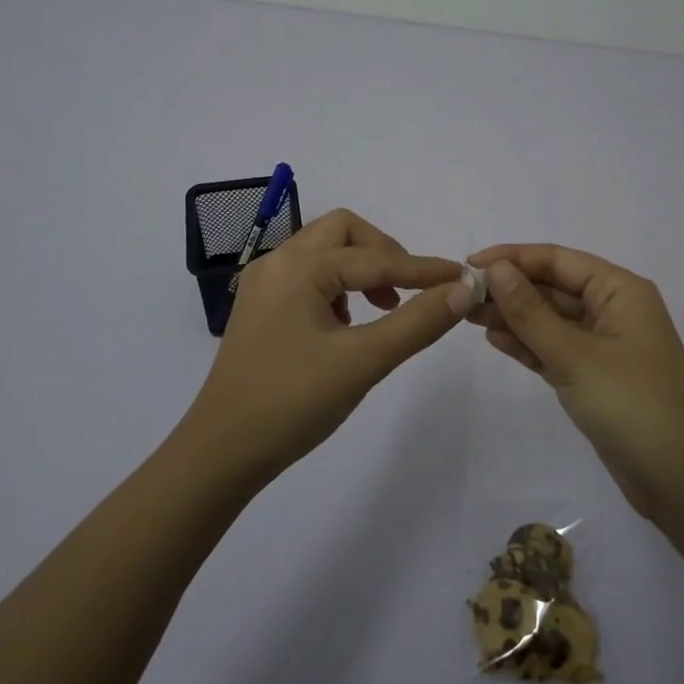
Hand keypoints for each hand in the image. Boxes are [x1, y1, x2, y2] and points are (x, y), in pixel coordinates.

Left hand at [179, 210, 474, 490]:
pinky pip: (306, 275)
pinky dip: (336, 285)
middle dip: (384, 254)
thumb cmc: (294, 402)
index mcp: (298, 267)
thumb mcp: (364, 361)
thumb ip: (417, 322)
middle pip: (342, 232)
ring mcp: (263, 284)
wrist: (221, 452)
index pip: (375, 258)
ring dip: (359, 268)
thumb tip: (462, 290)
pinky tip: (346, 324)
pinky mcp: (259, 308)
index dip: (423, 269)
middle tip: (409, 291)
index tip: (462, 278)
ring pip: (323, 252)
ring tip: (382, 309)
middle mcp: (276, 263)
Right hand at [467, 245, 683, 518]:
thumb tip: (496, 269)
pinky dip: (528, 344)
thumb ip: (531, 312)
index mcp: (620, 291)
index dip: (513, 258)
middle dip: (509, 289)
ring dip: (513, 316)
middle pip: (553, 287)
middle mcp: (613, 310)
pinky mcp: (595, 377)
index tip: (469, 266)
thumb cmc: (633, 406)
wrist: (683, 483)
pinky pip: (555, 349)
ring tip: (467, 316)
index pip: (558, 260)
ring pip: (550, 320)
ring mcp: (604, 345)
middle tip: (460, 296)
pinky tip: (495, 340)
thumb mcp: (575, 356)